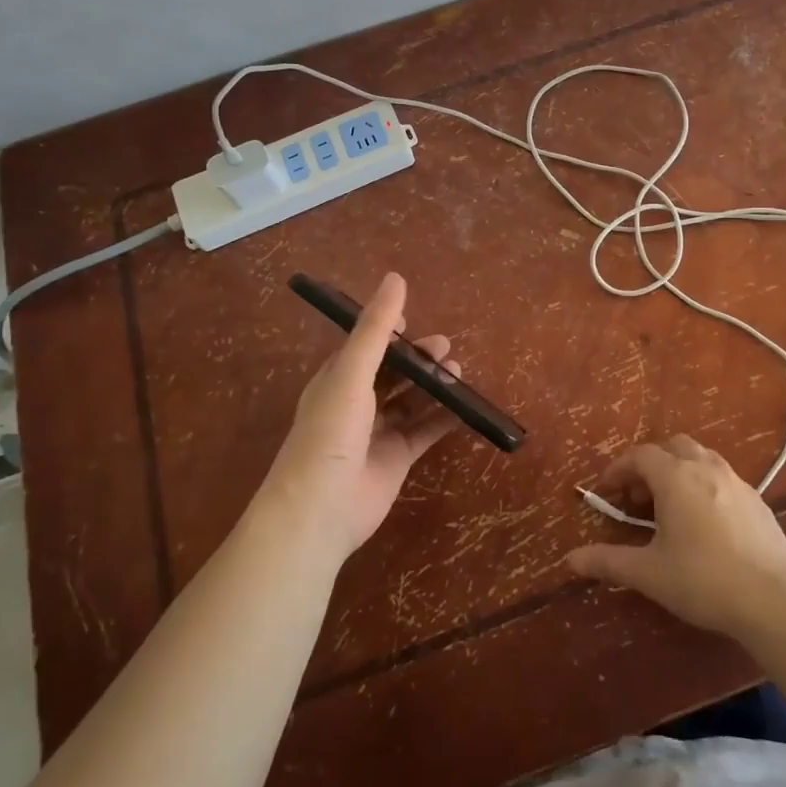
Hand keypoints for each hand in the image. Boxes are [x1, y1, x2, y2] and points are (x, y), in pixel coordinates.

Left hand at [261, 273, 461, 562]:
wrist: (320, 508)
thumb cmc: (330, 432)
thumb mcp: (352, 372)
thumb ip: (376, 328)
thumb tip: (395, 277)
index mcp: (337, 380)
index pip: (365, 347)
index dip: (388, 333)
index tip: (413, 321)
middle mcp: (356, 404)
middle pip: (392, 374)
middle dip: (417, 359)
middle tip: (446, 347)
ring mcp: (377, 434)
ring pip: (410, 402)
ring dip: (433, 386)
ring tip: (458, 372)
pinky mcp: (396, 460)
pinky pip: (424, 432)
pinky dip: (443, 419)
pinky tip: (465, 408)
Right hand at [566, 435, 785, 642]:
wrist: (773, 600)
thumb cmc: (703, 580)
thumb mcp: (649, 573)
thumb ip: (607, 562)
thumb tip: (569, 560)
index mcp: (676, 477)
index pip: (640, 456)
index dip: (618, 470)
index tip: (605, 491)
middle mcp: (706, 467)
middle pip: (672, 447)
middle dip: (650, 464)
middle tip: (638, 497)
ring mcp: (736, 481)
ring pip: (700, 457)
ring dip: (678, 471)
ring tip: (669, 506)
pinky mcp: (758, 500)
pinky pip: (722, 478)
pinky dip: (703, 485)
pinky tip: (704, 522)